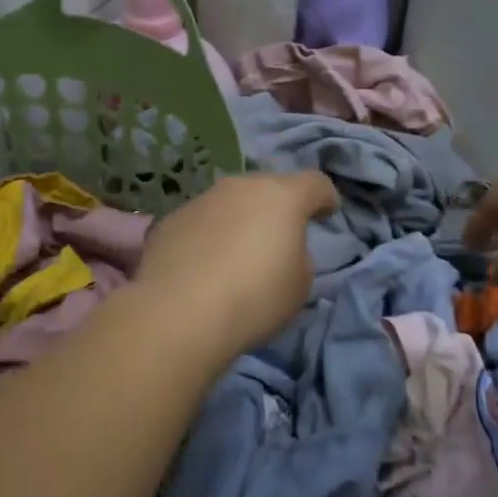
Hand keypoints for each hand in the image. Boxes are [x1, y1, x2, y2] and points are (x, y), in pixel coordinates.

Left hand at [138, 172, 338, 350]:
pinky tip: (204, 267)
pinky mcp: (170, 220)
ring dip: (240, 221)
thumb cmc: (254, 297)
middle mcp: (240, 187)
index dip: (325, 197)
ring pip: (231, 203)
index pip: (315, 183)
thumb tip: (281, 249)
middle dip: (278, 209)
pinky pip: (201, 222)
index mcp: (282, 196)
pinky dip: (209, 237)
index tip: (327, 212)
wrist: (179, 312)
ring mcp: (201, 200)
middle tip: (279, 238)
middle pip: (269, 188)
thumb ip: (298, 256)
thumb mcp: (299, 284)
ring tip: (237, 256)